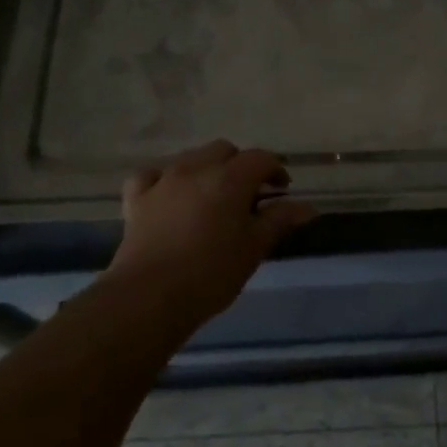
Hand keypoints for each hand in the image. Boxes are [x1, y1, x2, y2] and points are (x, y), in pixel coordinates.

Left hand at [108, 140, 315, 330]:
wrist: (150, 296)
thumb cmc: (212, 273)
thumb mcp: (254, 248)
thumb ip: (279, 220)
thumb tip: (308, 207)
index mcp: (230, 178)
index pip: (260, 158)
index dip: (275, 170)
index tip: (282, 190)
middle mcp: (196, 168)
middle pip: (224, 150)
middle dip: (240, 165)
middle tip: (248, 195)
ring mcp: (164, 180)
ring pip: (191, 158)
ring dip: (207, 169)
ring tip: (213, 196)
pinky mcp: (138, 199)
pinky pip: (153, 175)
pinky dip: (165, 179)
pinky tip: (170, 194)